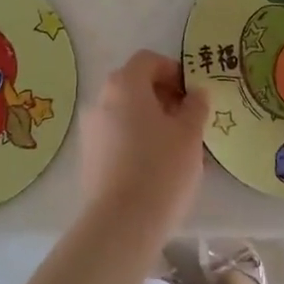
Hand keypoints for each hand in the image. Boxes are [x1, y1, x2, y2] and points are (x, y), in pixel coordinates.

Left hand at [78, 51, 209, 239]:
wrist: (122, 222)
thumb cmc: (161, 168)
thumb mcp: (190, 134)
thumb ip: (196, 106)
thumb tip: (196, 93)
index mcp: (124, 84)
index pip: (149, 60)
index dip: (173, 71)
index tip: (192, 95)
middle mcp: (101, 99)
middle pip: (135, 85)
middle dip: (163, 97)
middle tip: (189, 121)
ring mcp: (90, 129)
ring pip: (126, 112)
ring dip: (150, 120)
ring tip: (177, 148)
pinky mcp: (88, 156)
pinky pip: (116, 136)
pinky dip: (135, 140)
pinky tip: (156, 166)